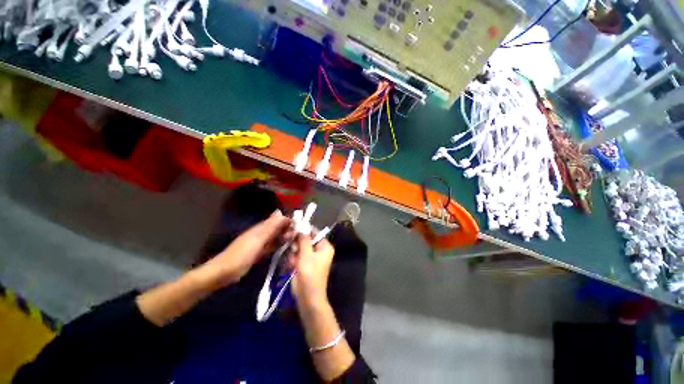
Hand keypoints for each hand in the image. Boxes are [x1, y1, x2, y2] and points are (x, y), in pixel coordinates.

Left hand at [197, 210, 290, 287]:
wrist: (224, 272)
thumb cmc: (241, 255)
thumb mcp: (258, 239)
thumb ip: (270, 227)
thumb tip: (281, 212)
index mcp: (261, 228)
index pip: (278, 220)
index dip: (289, 221)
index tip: (299, 227)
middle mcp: (262, 233)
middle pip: (278, 228)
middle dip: (288, 230)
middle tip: (297, 238)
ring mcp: (260, 243)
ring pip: (276, 237)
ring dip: (285, 238)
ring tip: (294, 243)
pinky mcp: (259, 252)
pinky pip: (272, 246)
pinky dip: (279, 246)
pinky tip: (285, 249)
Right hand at [290, 234, 334, 304]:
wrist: (308, 297)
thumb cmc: (310, 274)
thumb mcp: (306, 254)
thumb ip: (303, 239)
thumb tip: (301, 227)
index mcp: (325, 246)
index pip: (314, 232)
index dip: (304, 230)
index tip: (293, 229)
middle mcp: (319, 250)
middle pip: (306, 240)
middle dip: (297, 245)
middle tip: (291, 248)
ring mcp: (311, 258)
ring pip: (299, 248)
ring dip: (294, 254)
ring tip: (293, 262)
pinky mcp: (304, 264)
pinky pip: (297, 257)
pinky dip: (293, 261)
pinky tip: (291, 267)